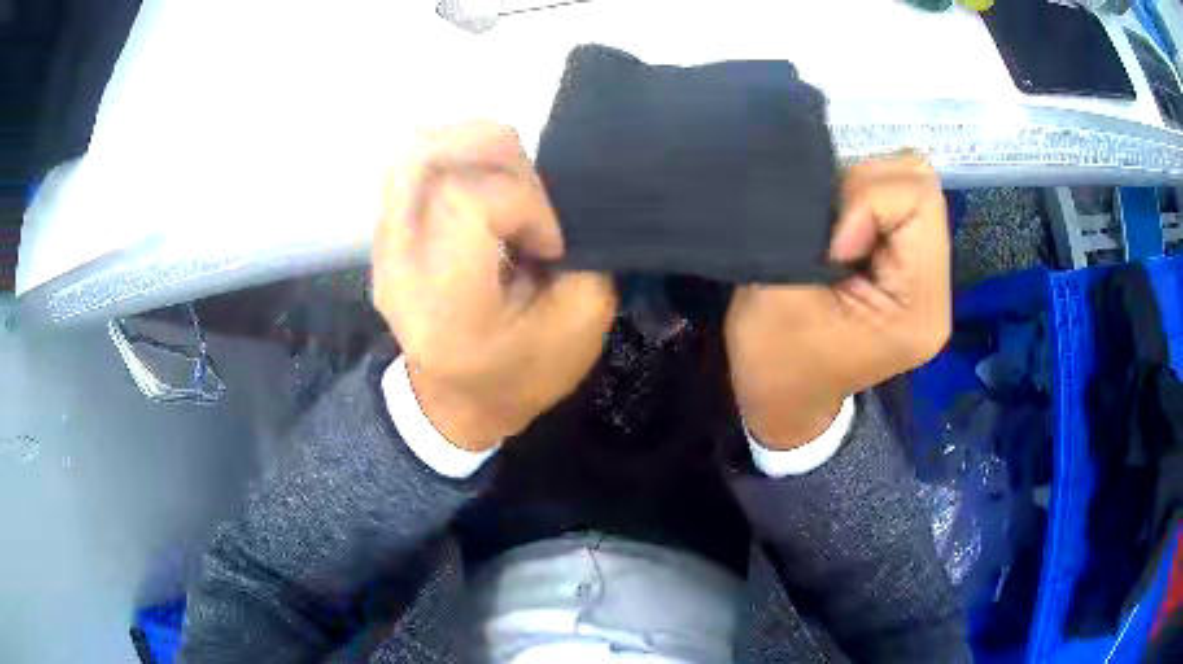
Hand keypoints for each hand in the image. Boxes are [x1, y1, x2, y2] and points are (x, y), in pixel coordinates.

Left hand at [372, 122, 615, 451]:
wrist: (454, 404)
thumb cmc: (521, 375)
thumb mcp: (580, 325)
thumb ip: (580, 252)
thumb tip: (557, 193)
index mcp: (447, 307)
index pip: (465, 201)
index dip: (523, 201)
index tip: (547, 241)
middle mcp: (400, 267)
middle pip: (424, 158)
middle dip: (493, 151)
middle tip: (528, 190)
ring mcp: (383, 247)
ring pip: (412, 149)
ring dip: (471, 145)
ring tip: (507, 180)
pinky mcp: (384, 235)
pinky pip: (409, 164)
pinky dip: (454, 155)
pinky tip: (483, 184)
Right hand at [725, 154, 951, 448]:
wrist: (782, 398)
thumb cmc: (775, 359)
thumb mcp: (782, 292)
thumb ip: (808, 227)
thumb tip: (822, 175)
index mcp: (919, 307)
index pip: (918, 199)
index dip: (865, 202)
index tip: (829, 244)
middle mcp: (938, 288)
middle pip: (922, 185)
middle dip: (866, 188)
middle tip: (829, 226)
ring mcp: (927, 276)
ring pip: (911, 184)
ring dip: (863, 192)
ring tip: (832, 231)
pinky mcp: (910, 266)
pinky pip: (898, 201)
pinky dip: (863, 200)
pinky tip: (841, 232)